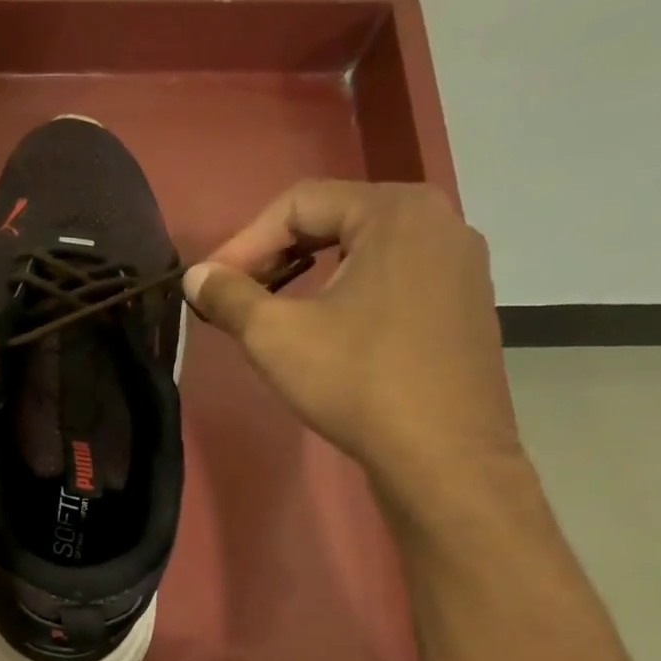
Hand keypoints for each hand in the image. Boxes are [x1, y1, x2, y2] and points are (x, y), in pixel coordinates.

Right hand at [183, 181, 522, 515]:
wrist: (444, 456)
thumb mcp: (276, 337)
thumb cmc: (358, 383)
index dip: (243, 242)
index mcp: (396, 211)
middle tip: (237, 296)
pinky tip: (328, 334)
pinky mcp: (465, 307)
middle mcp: (439, 222)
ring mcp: (460, 266)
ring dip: (311, 277)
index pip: (300, 203)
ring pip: (365, 253)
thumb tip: (196, 277)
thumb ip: (230, 297)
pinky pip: (394, 281)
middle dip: (275, 256)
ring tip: (275, 314)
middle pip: (336, 221)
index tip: (209, 286)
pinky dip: (350, 296)